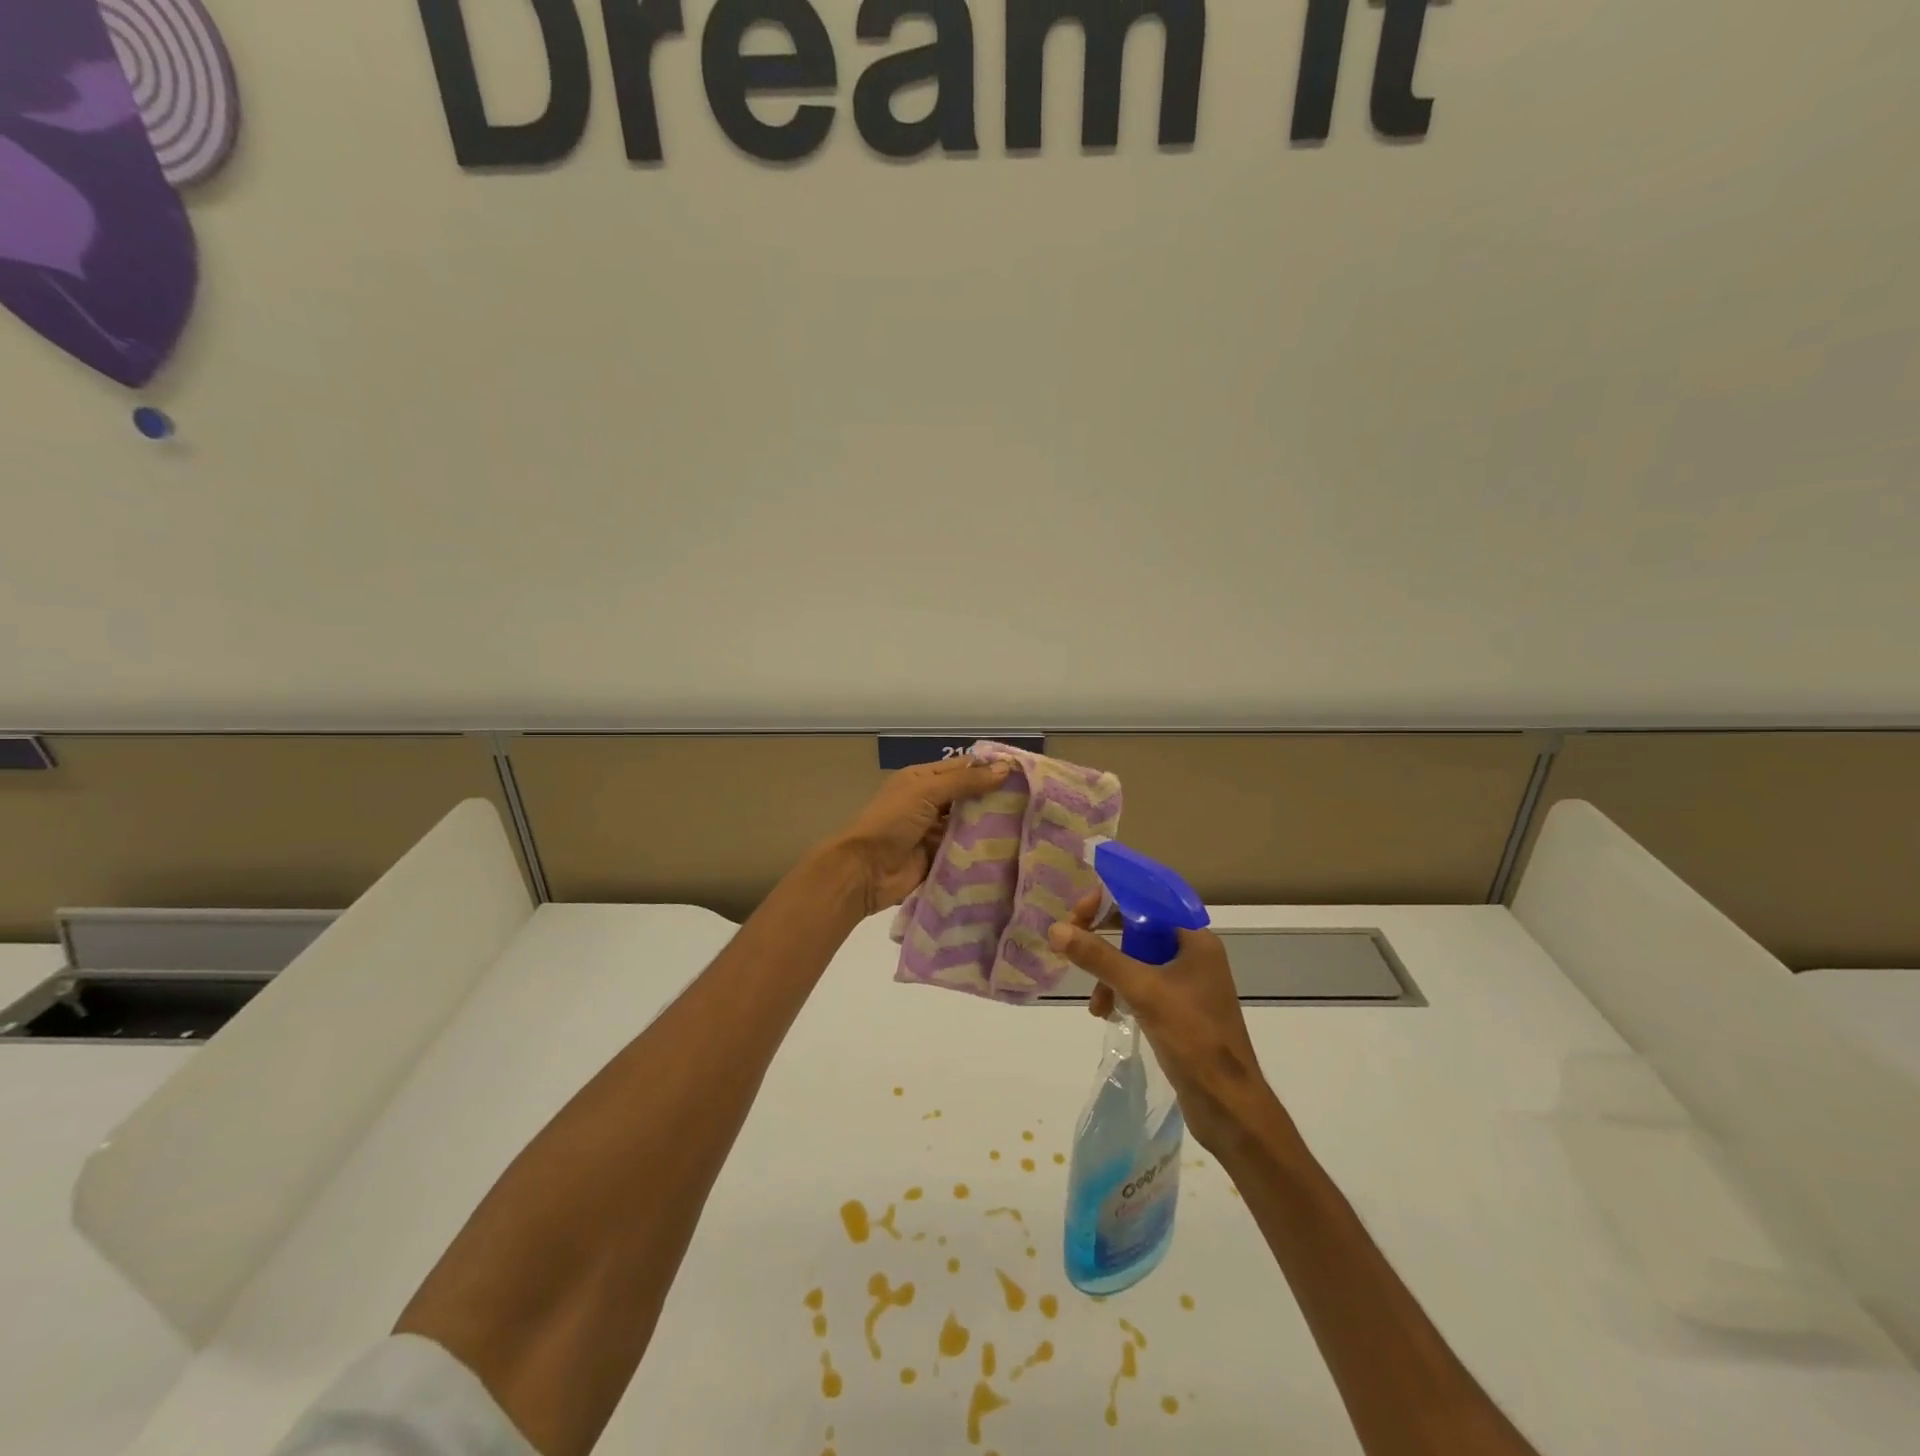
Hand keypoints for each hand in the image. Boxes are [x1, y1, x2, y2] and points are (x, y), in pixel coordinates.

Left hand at [832, 756, 1013, 915]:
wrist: (865, 871)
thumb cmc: (892, 821)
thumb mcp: (926, 791)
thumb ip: (965, 781)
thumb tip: (1005, 768)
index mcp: (923, 779)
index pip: (963, 768)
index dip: (990, 768)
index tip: (1025, 773)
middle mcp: (930, 802)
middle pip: (969, 797)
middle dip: (995, 798)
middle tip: (1034, 801)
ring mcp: (935, 832)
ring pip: (970, 824)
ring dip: (992, 825)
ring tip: (1029, 824)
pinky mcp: (940, 858)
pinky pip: (965, 850)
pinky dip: (982, 849)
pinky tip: (1012, 848)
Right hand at [1047, 891, 1282, 1153]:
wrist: (1228, 1104)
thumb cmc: (1193, 1037)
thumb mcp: (1142, 991)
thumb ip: (1099, 957)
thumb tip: (1057, 929)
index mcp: (1195, 939)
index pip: (1146, 901)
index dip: (1109, 901)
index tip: (1077, 915)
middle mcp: (1193, 955)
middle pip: (1138, 929)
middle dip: (1104, 940)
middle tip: (1073, 946)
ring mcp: (1188, 984)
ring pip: (1136, 960)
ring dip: (1109, 973)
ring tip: (1095, 1001)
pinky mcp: (1180, 1010)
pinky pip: (1142, 986)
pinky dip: (1121, 993)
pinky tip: (1106, 1013)